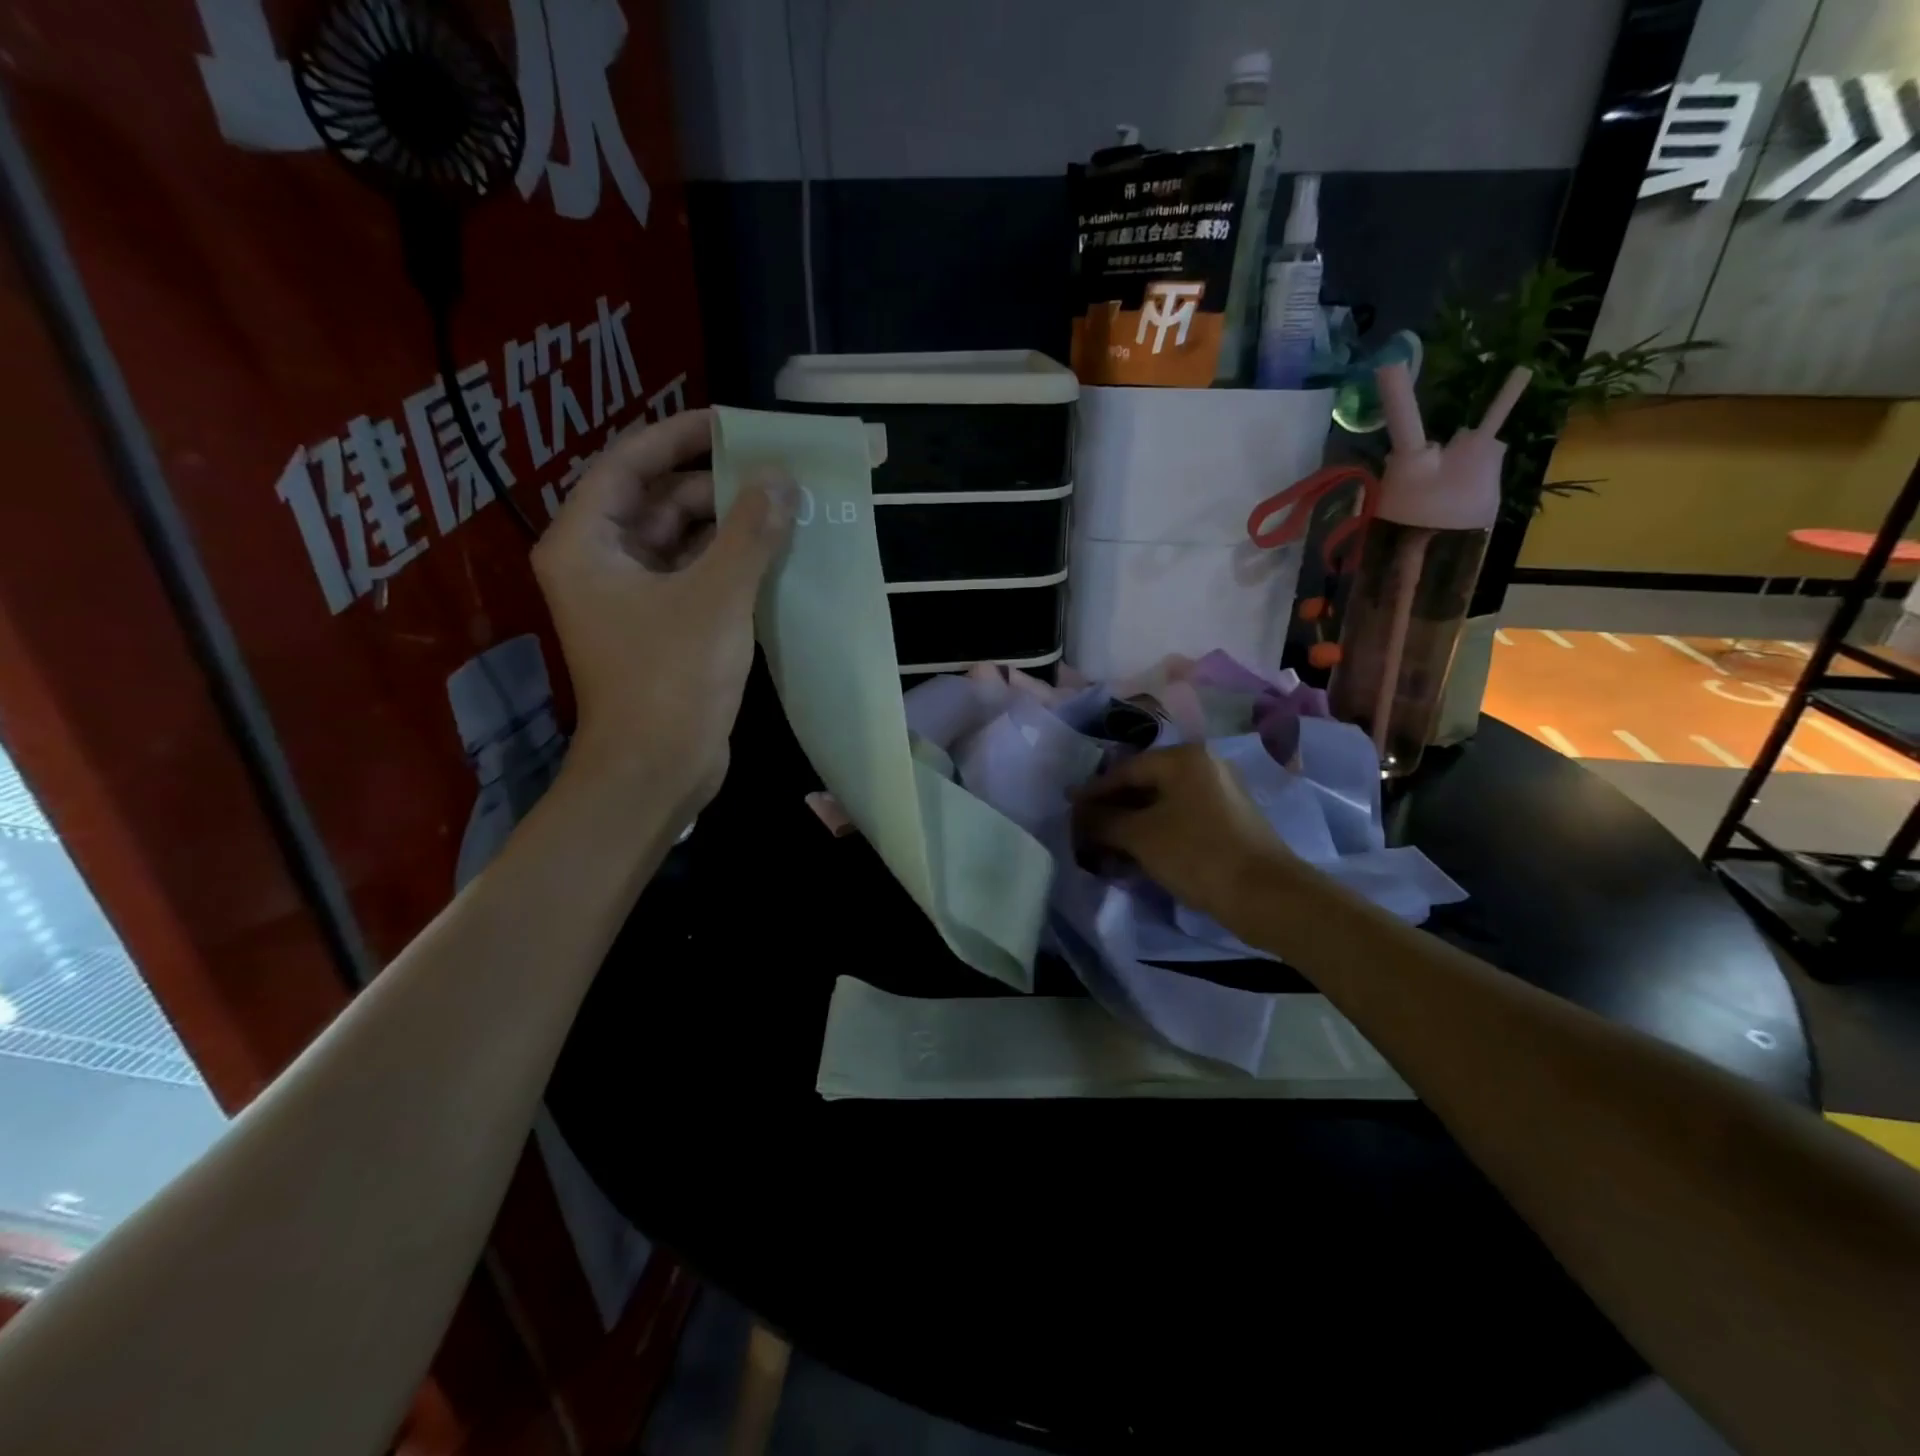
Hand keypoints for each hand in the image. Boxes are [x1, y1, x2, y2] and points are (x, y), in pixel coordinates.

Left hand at [532, 407, 794, 812]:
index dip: (677, 436)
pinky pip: (694, 576)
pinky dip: (728, 563)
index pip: (627, 463)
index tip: (731, 424)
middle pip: (657, 501)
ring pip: (680, 541)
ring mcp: (631, 598)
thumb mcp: (717, 598)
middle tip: (774, 474)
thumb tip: (781, 479)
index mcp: (587, 544)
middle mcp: (601, 563)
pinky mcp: (660, 628)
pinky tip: (773, 555)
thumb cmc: (673, 679)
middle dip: (714, 486)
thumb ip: (750, 532)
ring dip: (728, 526)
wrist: (657, 770)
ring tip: (784, 509)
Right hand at [1071, 745, 1295, 923]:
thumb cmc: (1197, 854)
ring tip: (1106, 846)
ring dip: (1132, 824)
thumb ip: (1103, 820)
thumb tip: (1078, 814)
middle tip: (1084, 830)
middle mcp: (1204, 766)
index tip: (1068, 809)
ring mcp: (1220, 792)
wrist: (1264, 895)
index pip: (1125, 769)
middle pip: (1144, 784)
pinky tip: (1137, 853)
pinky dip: (1156, 831)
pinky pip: (1180, 817)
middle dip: (1112, 809)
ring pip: (1162, 804)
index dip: (1093, 791)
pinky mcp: (1229, 819)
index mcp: (1184, 758)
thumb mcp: (1140, 836)